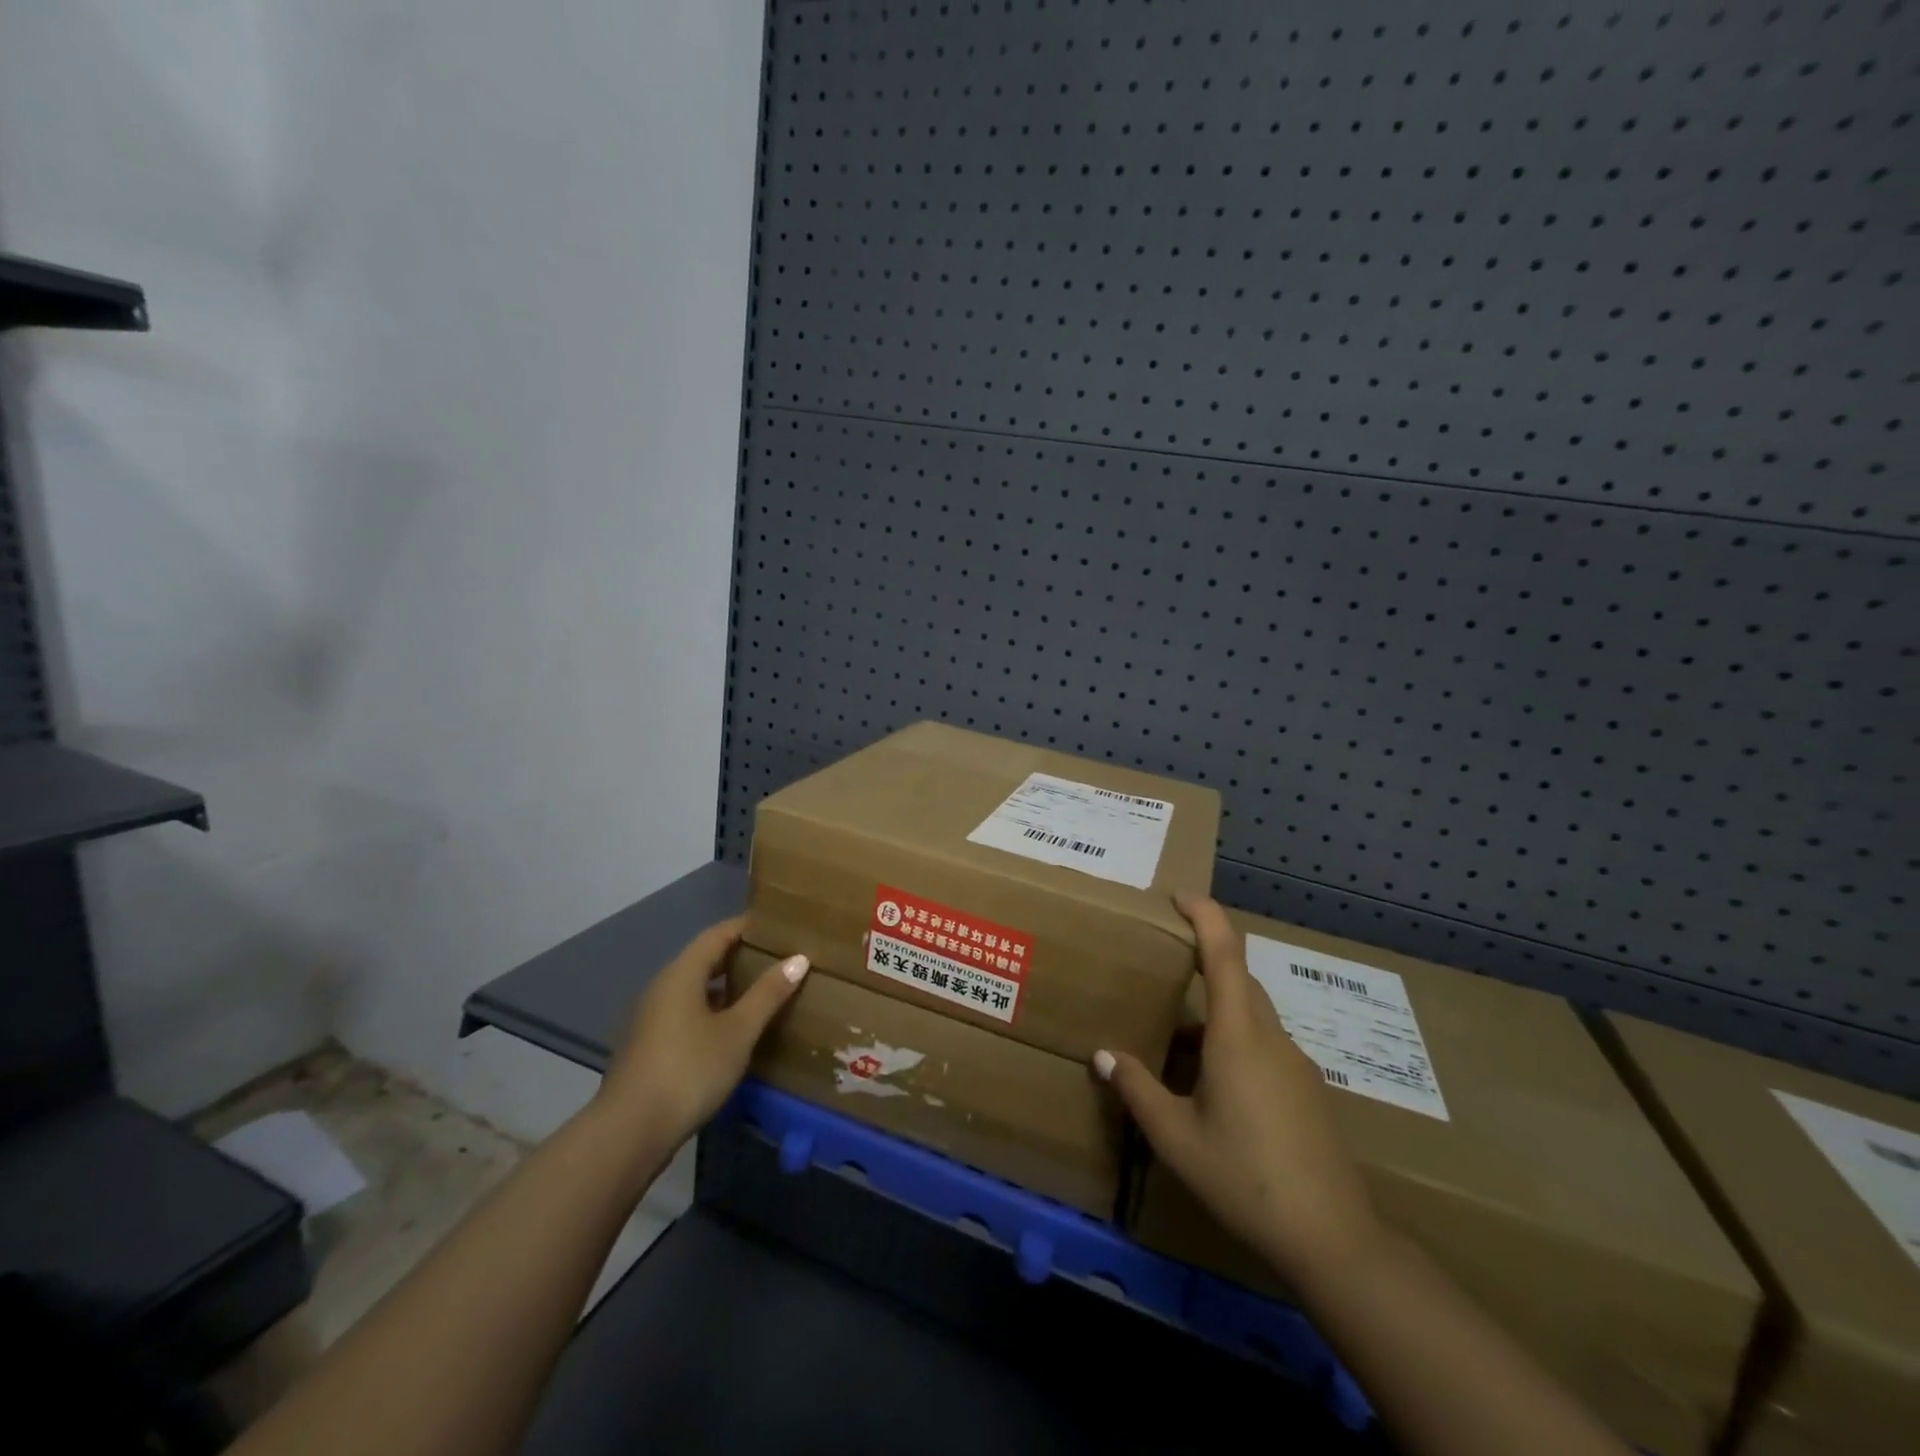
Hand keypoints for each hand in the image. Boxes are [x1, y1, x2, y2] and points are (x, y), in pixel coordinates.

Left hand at [594, 917, 809, 1152]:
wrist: (629, 1133)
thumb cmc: (689, 1071)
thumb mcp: (738, 1032)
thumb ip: (768, 993)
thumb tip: (798, 958)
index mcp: (681, 974)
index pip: (718, 934)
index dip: (747, 926)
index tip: (778, 926)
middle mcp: (662, 987)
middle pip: (704, 958)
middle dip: (740, 955)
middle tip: (779, 957)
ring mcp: (652, 1018)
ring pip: (695, 987)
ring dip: (727, 984)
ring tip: (763, 990)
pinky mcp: (650, 1045)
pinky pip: (687, 1011)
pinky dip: (713, 1008)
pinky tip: (734, 1028)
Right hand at [1095, 894, 1379, 1284]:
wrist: (1334, 1241)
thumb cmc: (1246, 1179)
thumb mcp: (1176, 1138)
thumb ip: (1137, 1089)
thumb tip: (1103, 1054)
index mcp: (1239, 1035)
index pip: (1225, 953)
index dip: (1205, 915)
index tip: (1179, 896)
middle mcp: (1271, 1038)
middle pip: (1239, 980)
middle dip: (1204, 962)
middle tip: (1163, 967)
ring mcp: (1296, 1064)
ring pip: (1251, 1016)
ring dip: (1215, 1013)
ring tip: (1174, 1039)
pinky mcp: (1307, 1091)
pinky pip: (1263, 1045)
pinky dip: (1232, 1043)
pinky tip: (1210, 1087)